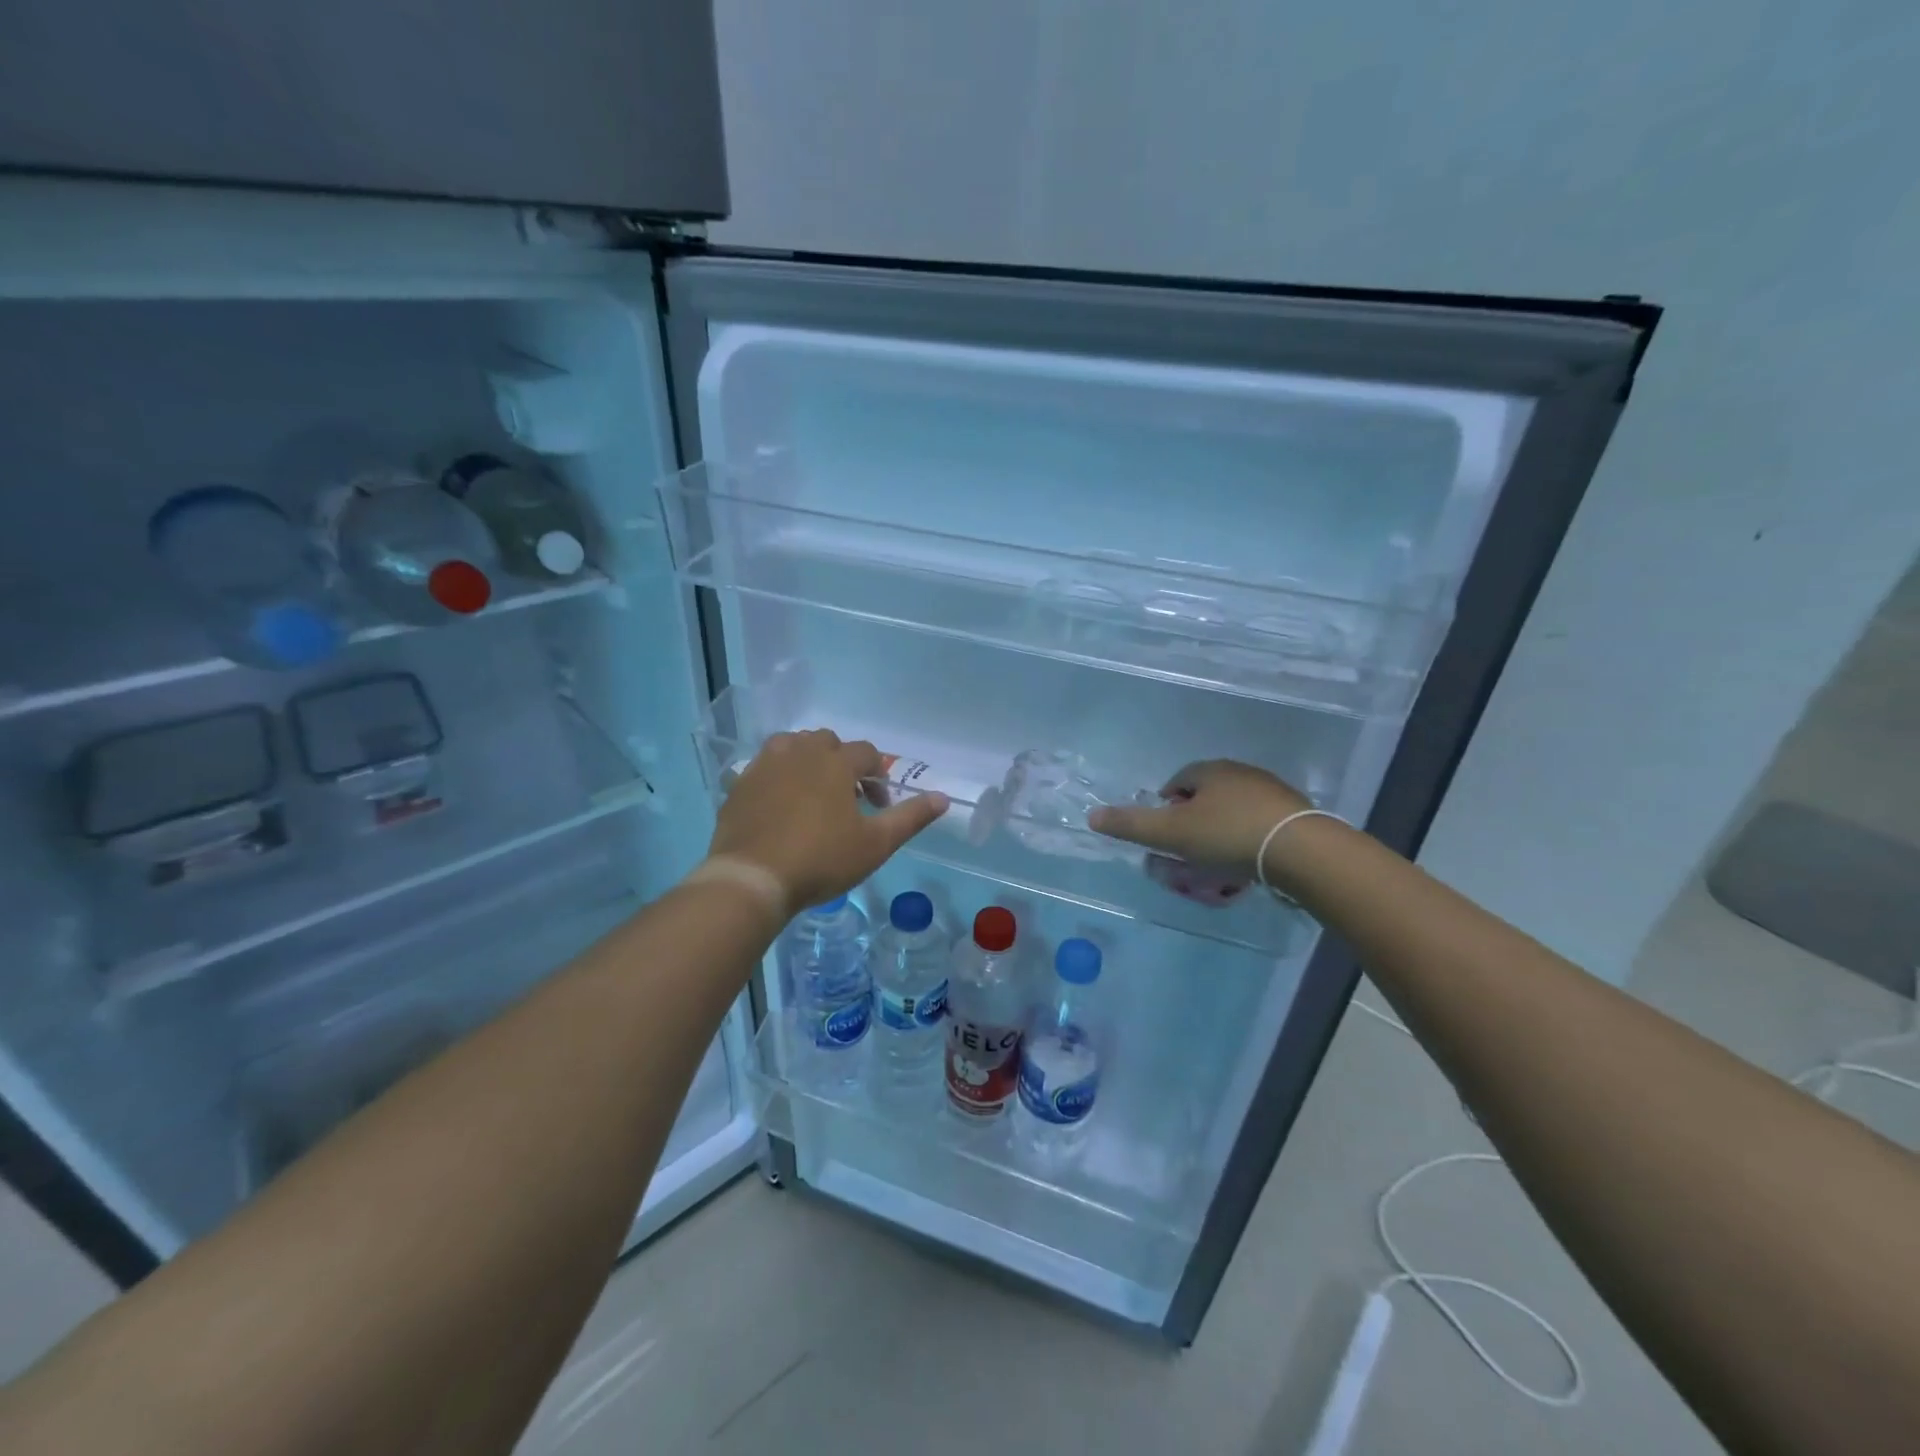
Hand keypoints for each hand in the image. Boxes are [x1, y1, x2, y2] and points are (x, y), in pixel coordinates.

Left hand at [707, 730, 947, 916]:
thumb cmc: (821, 859)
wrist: (752, 878)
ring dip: (807, 761)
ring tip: (812, 794)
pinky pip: (765, 767)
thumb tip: (943, 797)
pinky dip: (778, 776)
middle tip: (845, 798)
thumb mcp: (876, 844)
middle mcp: (800, 752)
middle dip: (842, 763)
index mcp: (836, 762)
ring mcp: (766, 765)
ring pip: (792, 746)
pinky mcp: (740, 783)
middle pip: (827, 742)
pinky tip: (780, 806)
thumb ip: (910, 817)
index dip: (877, 777)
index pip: (866, 753)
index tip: (878, 807)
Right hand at [1088, 759, 1308, 878]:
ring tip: (1218, 864)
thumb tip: (1091, 815)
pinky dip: (1248, 841)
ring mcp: (1272, 792)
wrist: (1302, 851)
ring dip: (1222, 832)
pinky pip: (1260, 826)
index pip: (1177, 781)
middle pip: (1206, 796)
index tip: (1164, 835)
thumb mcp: (1171, 833)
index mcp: (1209, 771)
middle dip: (1194, 821)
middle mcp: (1241, 773)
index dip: (1165, 807)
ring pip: (1234, 811)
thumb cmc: (1228, 835)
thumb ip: (1131, 826)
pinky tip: (1248, 863)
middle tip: (1188, 852)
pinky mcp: (1296, 815)